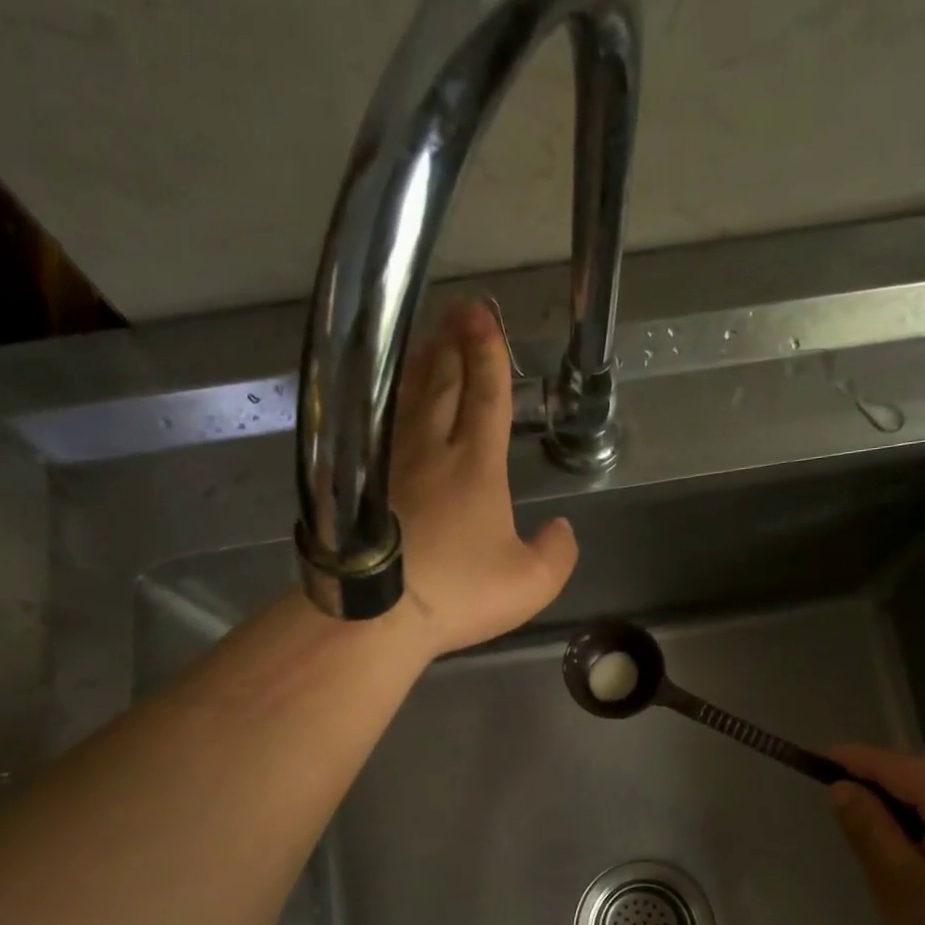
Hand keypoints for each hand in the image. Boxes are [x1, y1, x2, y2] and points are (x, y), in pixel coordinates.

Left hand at [386, 300, 578, 657]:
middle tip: (458, 310)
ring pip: (410, 400)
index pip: (486, 398)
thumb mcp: (531, 584)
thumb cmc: (459, 593)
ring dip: (422, 365)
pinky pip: (382, 426)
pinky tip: (391, 398)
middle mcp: (432, 452)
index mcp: (477, 466)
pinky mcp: (363, 485)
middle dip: (454, 345)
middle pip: (444, 385)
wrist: (377, 614)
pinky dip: (391, 401)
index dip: (489, 356)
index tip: (485, 318)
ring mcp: (392, 465)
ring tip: (428, 338)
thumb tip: (561, 528)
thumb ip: (557, 553)